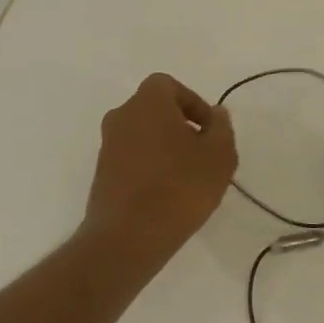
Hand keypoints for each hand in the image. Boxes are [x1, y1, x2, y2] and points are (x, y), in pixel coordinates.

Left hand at [82, 73, 237, 268]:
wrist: (127, 236)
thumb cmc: (179, 187)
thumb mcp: (219, 156)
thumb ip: (221, 128)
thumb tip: (216, 113)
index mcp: (147, 102)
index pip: (169, 86)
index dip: (193, 103)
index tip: (210, 131)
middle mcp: (121, 116)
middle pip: (155, 110)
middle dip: (180, 126)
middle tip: (203, 154)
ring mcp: (107, 145)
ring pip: (143, 135)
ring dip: (165, 148)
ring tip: (188, 178)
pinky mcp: (102, 173)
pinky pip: (132, 158)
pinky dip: (150, 167)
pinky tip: (167, 194)